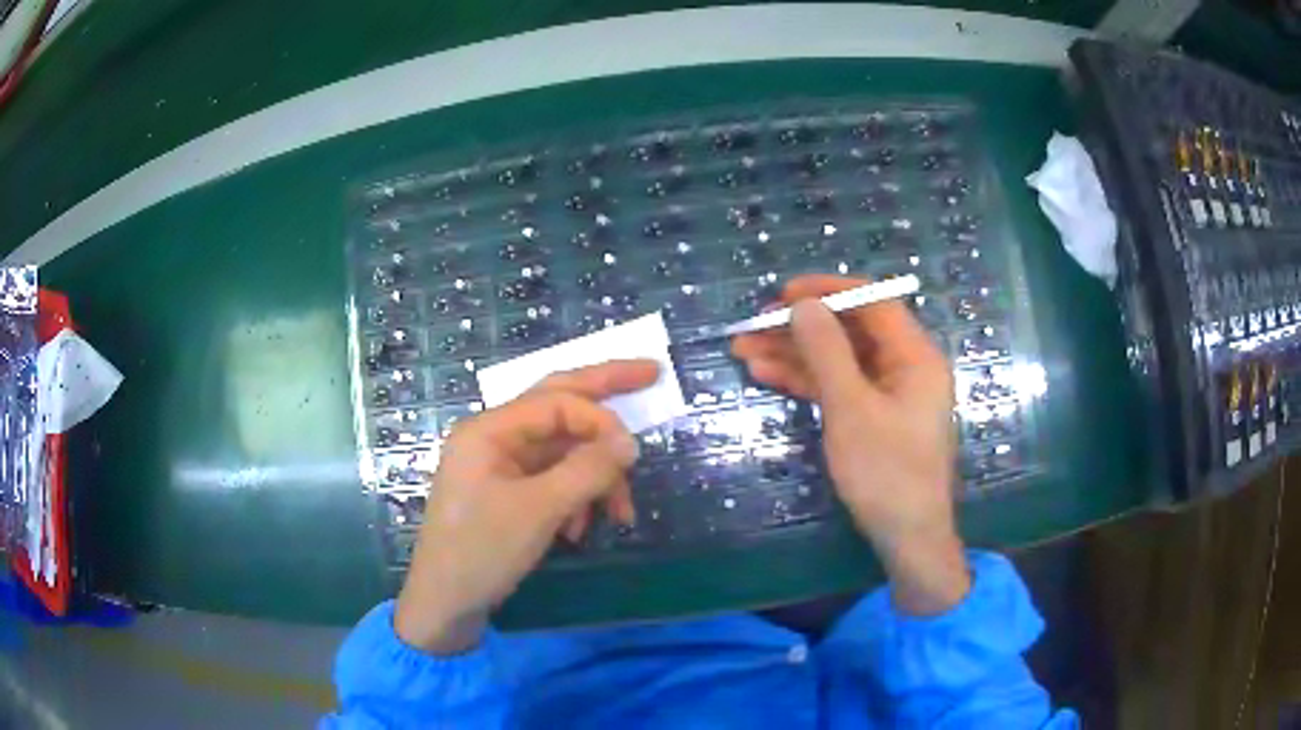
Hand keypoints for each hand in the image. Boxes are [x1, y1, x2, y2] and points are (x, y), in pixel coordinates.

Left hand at [394, 360, 657, 653]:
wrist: (445, 603)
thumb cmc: (482, 551)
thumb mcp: (539, 510)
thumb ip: (586, 470)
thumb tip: (630, 441)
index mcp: (489, 429)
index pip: (557, 402)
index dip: (600, 420)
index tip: (634, 454)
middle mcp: (494, 437)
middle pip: (557, 404)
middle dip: (604, 394)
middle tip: (650, 373)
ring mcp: (500, 465)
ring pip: (562, 451)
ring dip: (594, 477)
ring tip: (618, 514)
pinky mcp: (508, 493)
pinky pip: (554, 480)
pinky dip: (576, 499)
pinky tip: (580, 530)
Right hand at [732, 275, 968, 614]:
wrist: (906, 537)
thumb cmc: (886, 472)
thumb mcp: (851, 409)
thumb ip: (827, 352)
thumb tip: (804, 305)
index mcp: (915, 356)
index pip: (874, 302)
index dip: (828, 291)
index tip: (785, 293)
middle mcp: (904, 366)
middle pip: (851, 331)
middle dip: (801, 327)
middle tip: (754, 326)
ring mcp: (888, 393)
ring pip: (838, 360)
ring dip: (794, 354)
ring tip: (744, 350)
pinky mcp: (873, 416)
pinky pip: (838, 387)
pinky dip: (806, 381)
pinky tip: (766, 374)